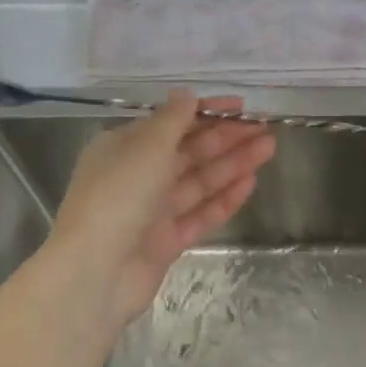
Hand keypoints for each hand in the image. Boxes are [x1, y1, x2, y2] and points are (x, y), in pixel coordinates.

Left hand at [48, 91, 274, 327]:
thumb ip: (172, 120)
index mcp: (124, 147)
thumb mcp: (146, 147)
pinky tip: (250, 184)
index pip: (172, 123)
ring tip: (268, 149)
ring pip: (199, 182)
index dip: (207, 113)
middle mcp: (138, 176)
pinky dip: (224, 200)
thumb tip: (186, 94)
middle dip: (227, 139)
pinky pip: (201, 214)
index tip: (242, 107)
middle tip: (264, 128)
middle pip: (189, 153)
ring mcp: (153, 212)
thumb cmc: (118, 198)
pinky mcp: (168, 241)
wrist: (97, 271)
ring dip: (233, 165)